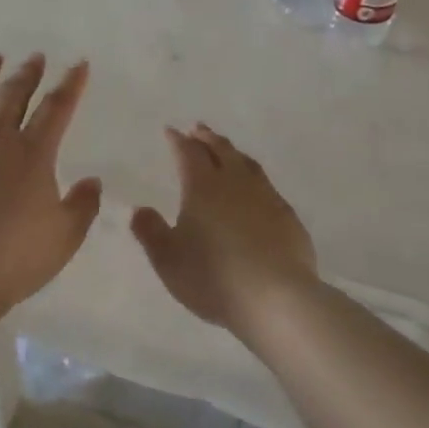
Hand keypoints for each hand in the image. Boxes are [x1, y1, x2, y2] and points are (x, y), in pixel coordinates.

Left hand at [0, 53, 101, 308]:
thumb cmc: (17, 255)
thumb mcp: (66, 235)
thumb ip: (83, 205)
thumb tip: (92, 182)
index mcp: (33, 152)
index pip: (57, 108)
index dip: (70, 84)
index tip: (78, 65)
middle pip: (12, 95)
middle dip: (27, 74)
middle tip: (34, 58)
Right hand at [130, 124, 316, 334]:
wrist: (276, 298)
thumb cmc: (213, 277)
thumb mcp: (168, 259)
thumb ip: (150, 232)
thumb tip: (140, 209)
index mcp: (203, 187)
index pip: (188, 154)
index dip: (178, 141)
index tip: (171, 131)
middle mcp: (235, 183)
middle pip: (221, 150)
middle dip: (207, 138)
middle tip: (198, 129)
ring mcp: (266, 197)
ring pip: (247, 164)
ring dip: (233, 152)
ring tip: (226, 150)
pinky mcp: (288, 216)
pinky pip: (267, 185)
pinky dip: (254, 177)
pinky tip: (256, 189)